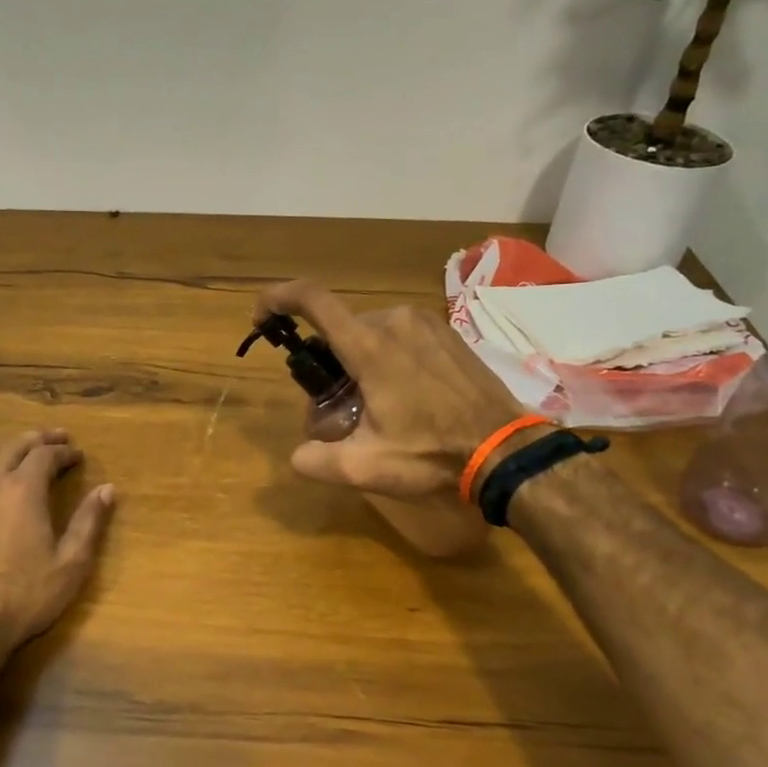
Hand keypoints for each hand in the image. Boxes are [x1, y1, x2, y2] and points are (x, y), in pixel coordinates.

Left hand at [0, 430, 114, 655]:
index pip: (46, 455)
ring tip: (23, 448)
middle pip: (14, 446)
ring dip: (8, 446)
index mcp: (24, 489)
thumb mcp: (71, 563)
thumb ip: (89, 522)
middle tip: (57, 439)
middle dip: (39, 439)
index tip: (78, 455)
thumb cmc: (25, 595)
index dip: (64, 452)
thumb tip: (107, 489)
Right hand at [254, 280, 532, 498]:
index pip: (312, 300)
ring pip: (369, 333)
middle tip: (335, 407)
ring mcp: (424, 323)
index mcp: (370, 346)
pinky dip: (386, 357)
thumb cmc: (432, 454)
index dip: (278, 298)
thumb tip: (298, 456)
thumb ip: (318, 461)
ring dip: (357, 362)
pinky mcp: (446, 333)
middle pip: (340, 329)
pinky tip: (403, 395)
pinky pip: (399, 335)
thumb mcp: (366, 468)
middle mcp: (394, 321)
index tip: (262, 317)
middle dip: (327, 362)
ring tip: (372, 406)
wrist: (505, 449)